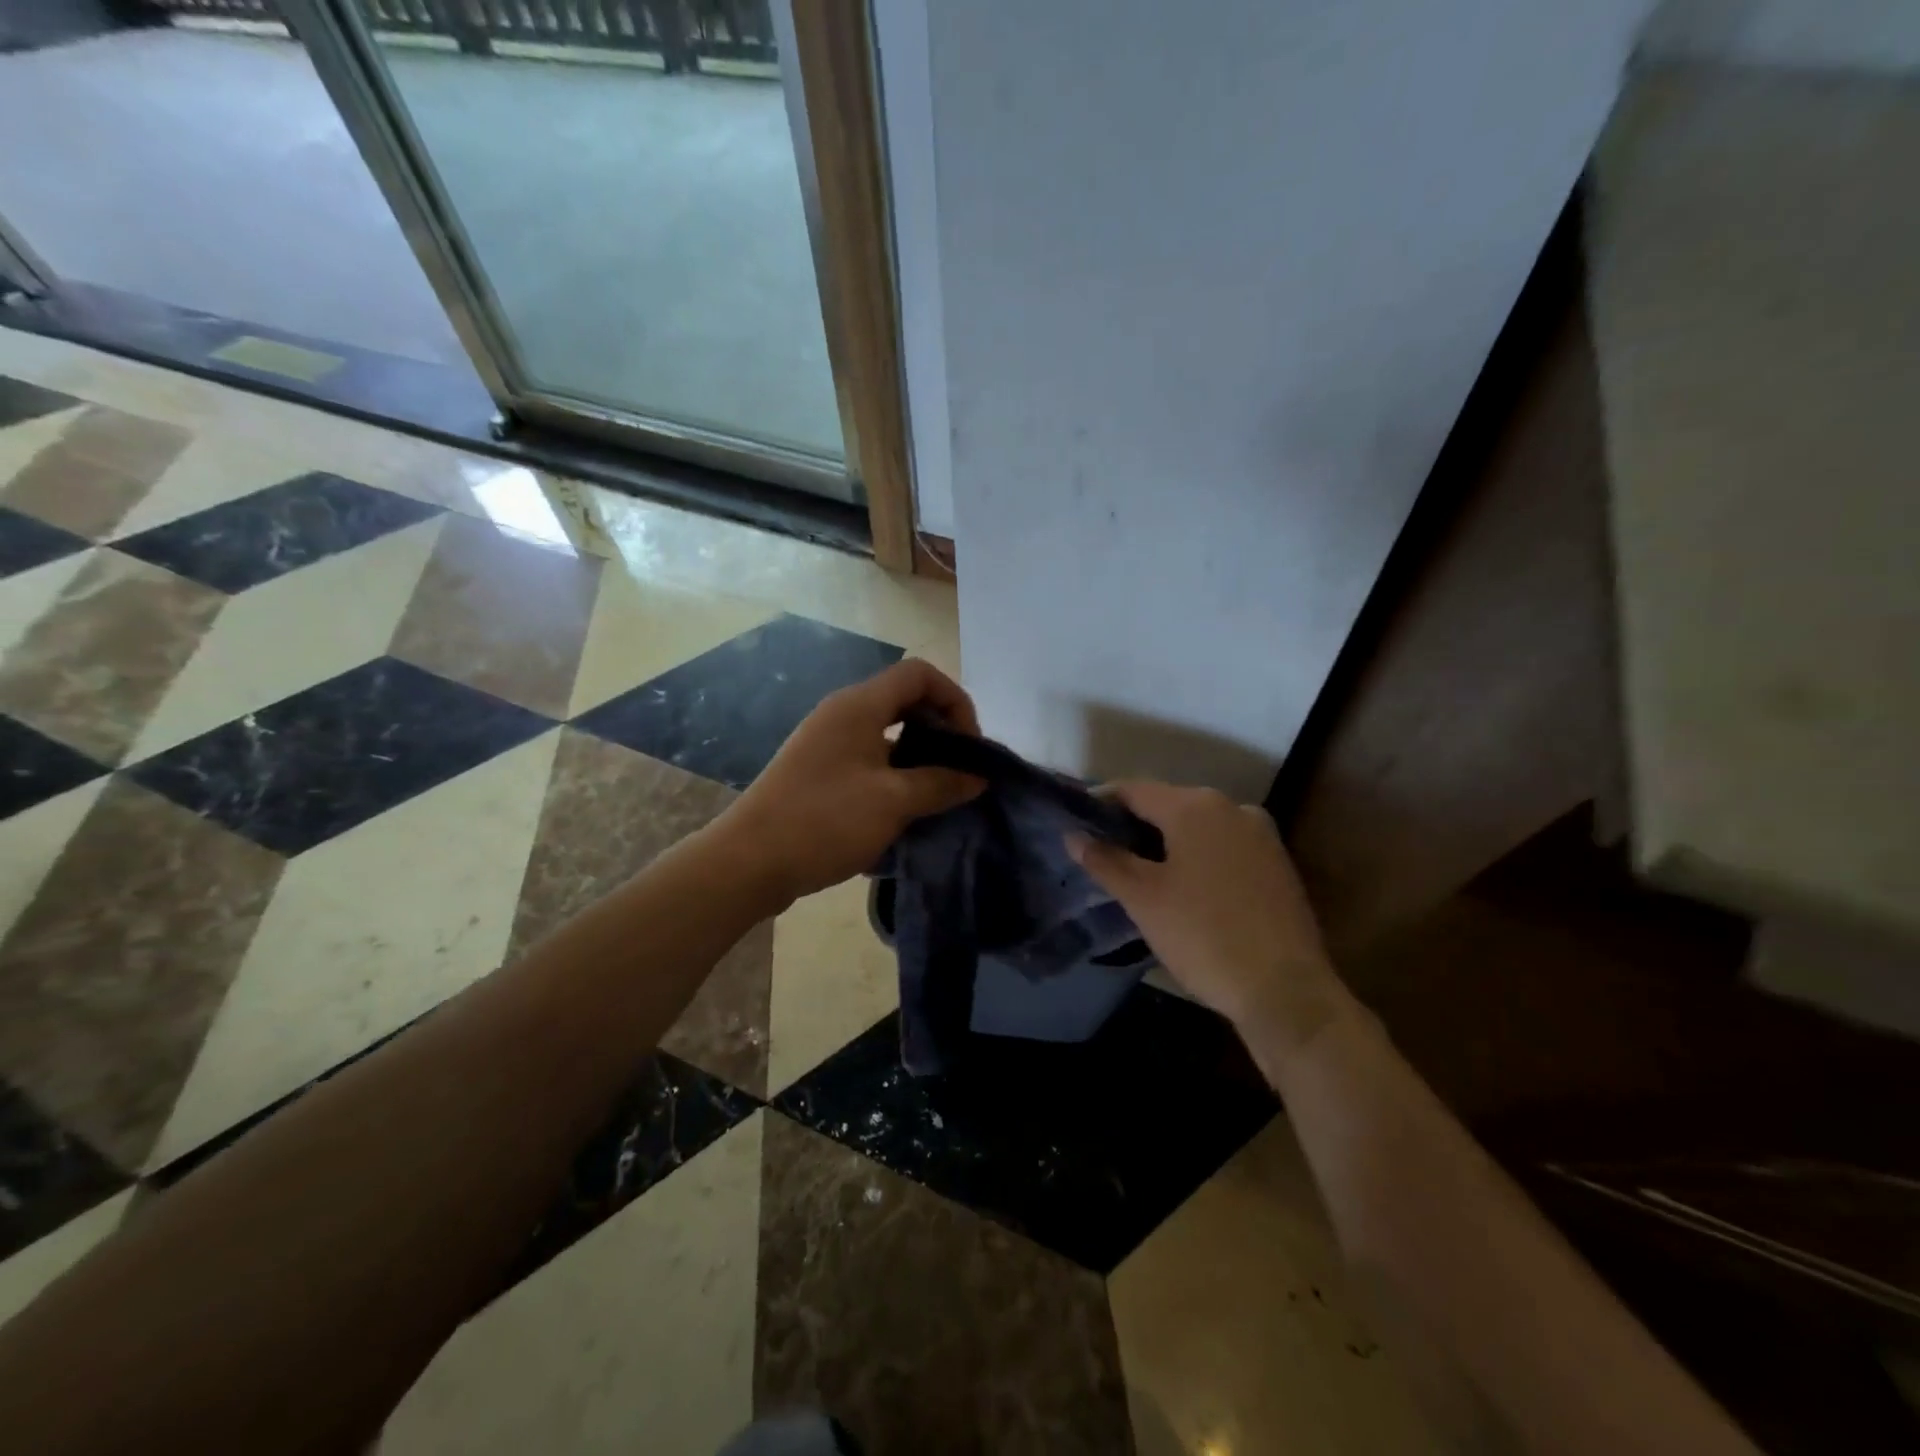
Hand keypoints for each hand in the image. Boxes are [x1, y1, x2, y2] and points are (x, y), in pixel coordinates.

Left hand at [720, 659, 983, 905]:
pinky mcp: (819, 771)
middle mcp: (842, 714)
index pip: (920, 674)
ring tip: (938, 793)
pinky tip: (905, 810)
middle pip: (905, 700)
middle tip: (958, 770)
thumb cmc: (825, 820)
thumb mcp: (893, 802)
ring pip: (887, 732)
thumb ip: (941, 784)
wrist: (749, 861)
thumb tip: (977, 777)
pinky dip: (895, 773)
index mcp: (859, 705)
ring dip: (919, 755)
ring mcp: (827, 742)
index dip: (954, 701)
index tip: (968, 746)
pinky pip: (869, 758)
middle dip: (940, 729)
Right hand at [1068, 783, 1343, 1056]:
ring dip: (1167, 842)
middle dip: (1134, 825)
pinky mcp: (1278, 863)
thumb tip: (1073, 836)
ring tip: (1140, 873)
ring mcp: (1261, 834)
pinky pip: (1224, 846)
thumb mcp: (1143, 899)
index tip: (1078, 824)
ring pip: (1198, 827)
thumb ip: (1105, 860)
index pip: (1134, 790)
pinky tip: (1185, 887)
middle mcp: (1231, 807)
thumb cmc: (1203, 936)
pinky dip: (1198, 857)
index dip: (1101, 803)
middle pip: (1168, 804)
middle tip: (1105, 854)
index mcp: (1195, 806)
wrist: (1285, 990)